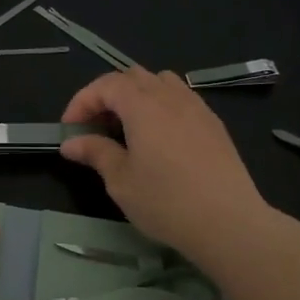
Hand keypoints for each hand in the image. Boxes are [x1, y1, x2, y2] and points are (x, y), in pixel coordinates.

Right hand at [59, 68, 272, 261]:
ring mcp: (197, 108)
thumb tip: (71, 143)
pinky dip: (161, 106)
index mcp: (143, 106)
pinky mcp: (214, 125)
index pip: (106, 85)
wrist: (228, 222)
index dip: (82, 101)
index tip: (70, 129)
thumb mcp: (121, 181)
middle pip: (134, 77)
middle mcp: (171, 97)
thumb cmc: (166, 202)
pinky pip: (182, 99)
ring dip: (138, 96)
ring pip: (161, 82)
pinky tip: (159, 138)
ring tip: (128, 127)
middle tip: (95, 126)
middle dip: (108, 95)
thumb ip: (96, 153)